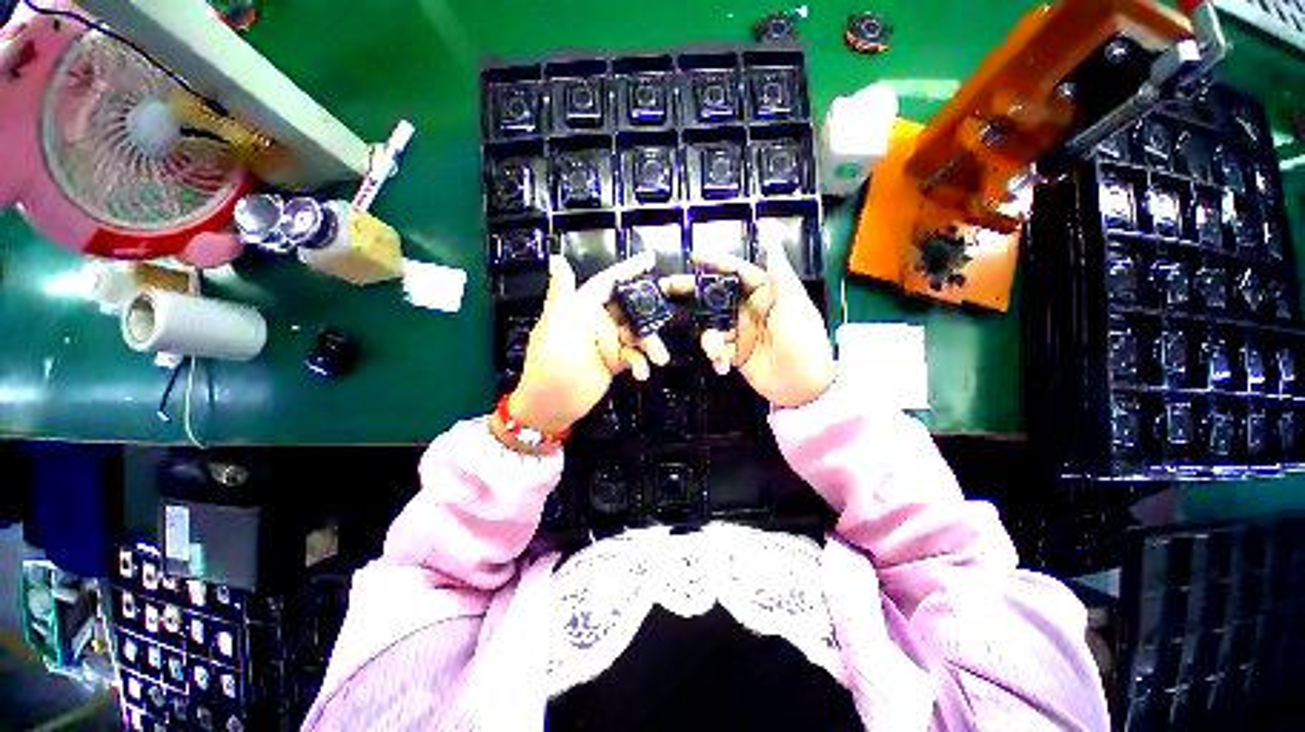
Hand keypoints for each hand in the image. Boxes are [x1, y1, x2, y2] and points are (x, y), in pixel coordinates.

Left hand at [504, 252, 668, 439]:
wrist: (553, 403)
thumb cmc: (551, 361)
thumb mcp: (556, 323)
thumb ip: (562, 292)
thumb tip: (556, 259)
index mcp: (582, 306)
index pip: (609, 282)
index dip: (629, 269)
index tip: (651, 259)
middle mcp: (598, 320)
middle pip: (631, 307)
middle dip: (652, 309)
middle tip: (671, 310)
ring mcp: (608, 341)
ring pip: (638, 333)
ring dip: (650, 343)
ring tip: (659, 357)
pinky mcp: (615, 361)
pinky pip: (635, 355)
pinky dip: (641, 363)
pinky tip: (641, 374)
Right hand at [663, 239, 835, 407]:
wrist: (806, 386)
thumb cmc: (805, 341)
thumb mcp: (795, 305)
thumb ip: (779, 274)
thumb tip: (771, 238)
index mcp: (765, 293)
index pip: (737, 272)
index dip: (717, 262)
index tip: (695, 257)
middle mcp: (749, 309)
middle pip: (716, 295)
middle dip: (692, 291)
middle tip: (667, 287)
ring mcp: (741, 332)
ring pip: (712, 325)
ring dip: (710, 338)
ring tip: (716, 352)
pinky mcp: (736, 353)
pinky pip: (717, 349)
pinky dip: (716, 357)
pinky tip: (722, 366)